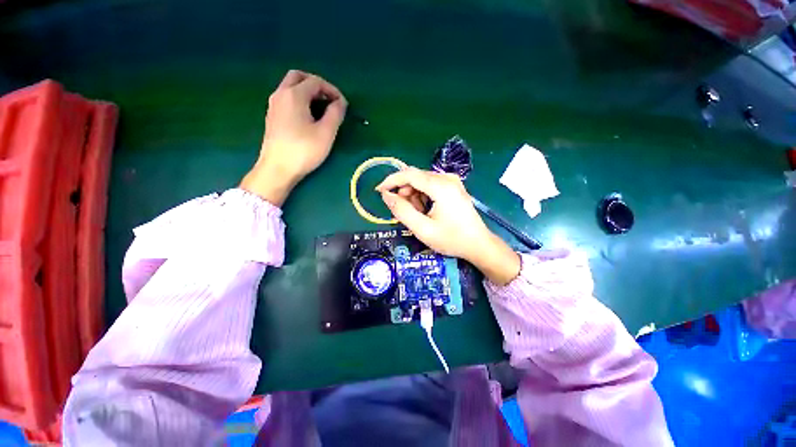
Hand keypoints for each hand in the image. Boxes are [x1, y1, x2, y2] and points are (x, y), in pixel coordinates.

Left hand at [241, 70, 347, 204]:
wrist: (277, 168)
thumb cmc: (304, 150)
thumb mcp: (326, 133)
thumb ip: (336, 114)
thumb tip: (341, 102)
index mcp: (294, 95)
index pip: (316, 81)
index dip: (332, 90)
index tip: (343, 105)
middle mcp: (281, 94)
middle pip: (298, 77)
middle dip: (317, 85)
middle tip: (329, 100)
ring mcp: (274, 105)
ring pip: (291, 87)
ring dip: (308, 92)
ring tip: (322, 110)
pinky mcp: (272, 116)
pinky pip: (287, 99)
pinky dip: (300, 100)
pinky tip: (308, 117)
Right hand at [376, 168, 520, 284]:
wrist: (478, 244)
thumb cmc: (451, 239)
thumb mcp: (423, 229)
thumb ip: (402, 211)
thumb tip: (386, 195)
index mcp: (441, 186)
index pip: (409, 174)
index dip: (391, 181)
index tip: (379, 192)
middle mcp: (447, 178)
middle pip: (415, 177)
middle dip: (404, 192)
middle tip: (404, 212)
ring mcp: (452, 181)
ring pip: (422, 182)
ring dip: (414, 196)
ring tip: (419, 215)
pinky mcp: (453, 186)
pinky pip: (430, 185)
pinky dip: (423, 197)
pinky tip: (427, 211)